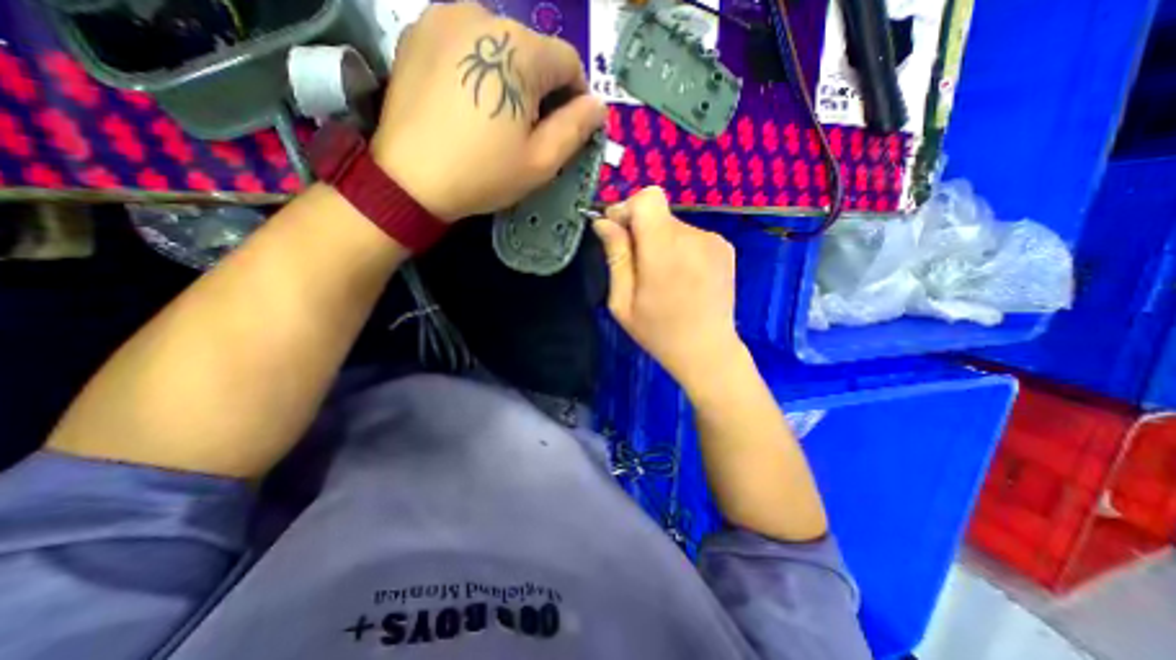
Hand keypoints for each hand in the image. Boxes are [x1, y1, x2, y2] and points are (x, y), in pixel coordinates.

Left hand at [372, 0, 604, 221]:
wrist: (409, 179)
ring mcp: (444, 17)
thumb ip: (576, 128)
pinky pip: (468, 45)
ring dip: (510, 78)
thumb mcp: (541, 161)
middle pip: (533, 51)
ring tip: (497, 118)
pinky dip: (479, 69)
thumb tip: (598, 106)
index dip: (576, 96)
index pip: (568, 61)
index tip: (567, 127)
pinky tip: (469, 104)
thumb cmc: (483, 173)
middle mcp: (483, 14)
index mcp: (519, 49)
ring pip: (500, 46)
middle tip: (529, 130)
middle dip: (542, 88)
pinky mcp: (418, 31)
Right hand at [593, 186, 748, 390]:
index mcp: (664, 251)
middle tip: (639, 268)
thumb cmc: (658, 332)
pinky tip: (683, 277)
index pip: (648, 198)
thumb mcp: (622, 302)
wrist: (708, 351)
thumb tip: (605, 222)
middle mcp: (693, 237)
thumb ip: (616, 257)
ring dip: (660, 242)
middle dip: (641, 232)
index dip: (628, 208)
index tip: (619, 233)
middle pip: (658, 213)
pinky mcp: (725, 247)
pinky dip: (679, 248)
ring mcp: (714, 240)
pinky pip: (691, 235)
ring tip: (663, 278)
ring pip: (673, 225)